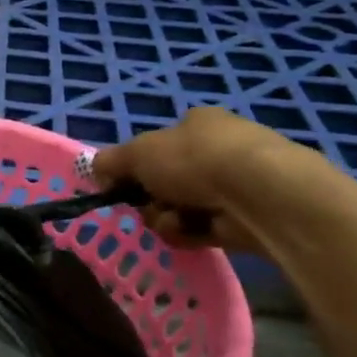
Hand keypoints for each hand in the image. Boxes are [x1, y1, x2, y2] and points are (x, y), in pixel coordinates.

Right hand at [93, 107, 309, 252]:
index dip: (138, 167)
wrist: (260, 193)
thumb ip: (110, 162)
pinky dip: (191, 233)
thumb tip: (96, 170)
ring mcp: (236, 184)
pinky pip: (202, 229)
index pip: (158, 145)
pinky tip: (193, 232)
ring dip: (167, 218)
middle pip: (166, 181)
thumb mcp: (137, 153)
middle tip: (147, 204)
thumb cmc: (195, 160)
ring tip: (175, 220)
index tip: (123, 185)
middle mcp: (219, 149)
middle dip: (151, 198)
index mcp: (197, 123)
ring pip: (180, 207)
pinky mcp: (246, 218)